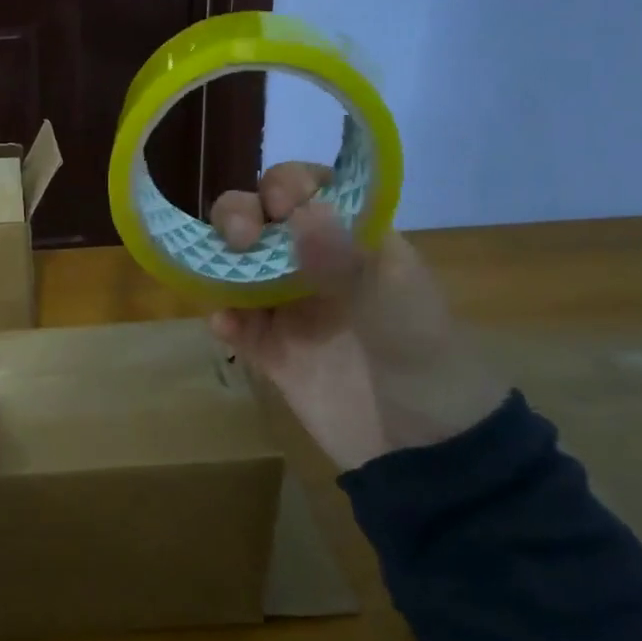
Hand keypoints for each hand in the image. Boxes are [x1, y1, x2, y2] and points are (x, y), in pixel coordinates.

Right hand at [209, 161, 506, 470]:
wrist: (426, 455)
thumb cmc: (426, 366)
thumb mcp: (398, 308)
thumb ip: (347, 260)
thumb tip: (301, 210)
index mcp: (354, 243)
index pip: (312, 191)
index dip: (287, 185)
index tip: (278, 204)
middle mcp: (314, 266)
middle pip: (261, 220)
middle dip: (239, 216)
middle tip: (238, 239)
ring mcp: (289, 309)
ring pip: (237, 266)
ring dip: (218, 261)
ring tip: (215, 277)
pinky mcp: (271, 352)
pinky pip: (235, 325)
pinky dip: (223, 320)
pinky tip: (224, 328)